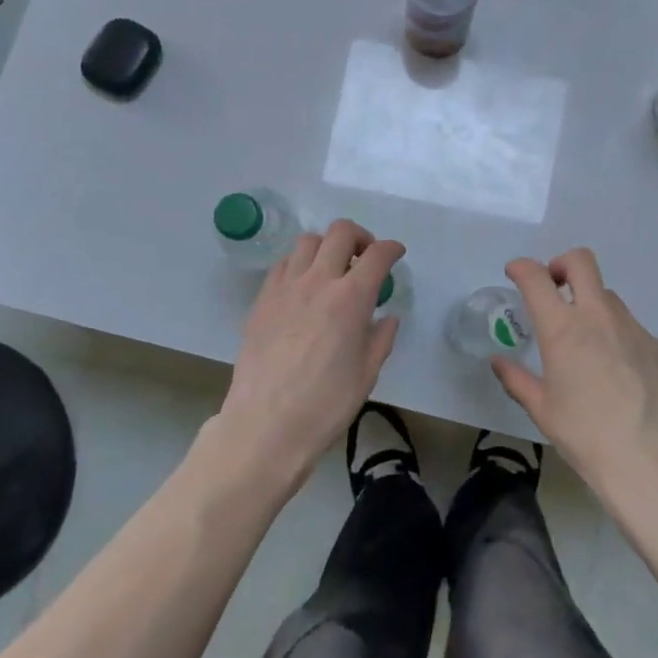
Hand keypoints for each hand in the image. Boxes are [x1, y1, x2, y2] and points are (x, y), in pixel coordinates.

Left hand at [215, 220, 404, 488]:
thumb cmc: (325, 405)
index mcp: (351, 299)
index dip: (392, 248)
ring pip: (307, 241)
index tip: (396, 254)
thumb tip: (386, 317)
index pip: (377, 255)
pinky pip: (283, 264)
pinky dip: (299, 265)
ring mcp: (285, 288)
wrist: (266, 425)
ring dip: (326, 247)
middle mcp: (318, 282)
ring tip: (331, 270)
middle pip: (340, 232)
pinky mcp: (261, 300)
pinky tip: (303, 288)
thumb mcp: (367, 374)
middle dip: (360, 237)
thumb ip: (381, 338)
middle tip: (364, 258)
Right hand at [491, 249, 657, 492]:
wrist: (651, 461)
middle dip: (561, 265)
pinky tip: (618, 374)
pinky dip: (616, 337)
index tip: (515, 273)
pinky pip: (631, 328)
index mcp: (563, 329)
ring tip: (586, 343)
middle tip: (554, 288)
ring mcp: (633, 328)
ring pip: (608, 296)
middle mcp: (598, 316)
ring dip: (590, 305)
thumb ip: (516, 379)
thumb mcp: (541, 409)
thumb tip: (499, 362)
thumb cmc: (585, 435)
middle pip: (581, 262)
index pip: (536, 277)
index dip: (521, 267)